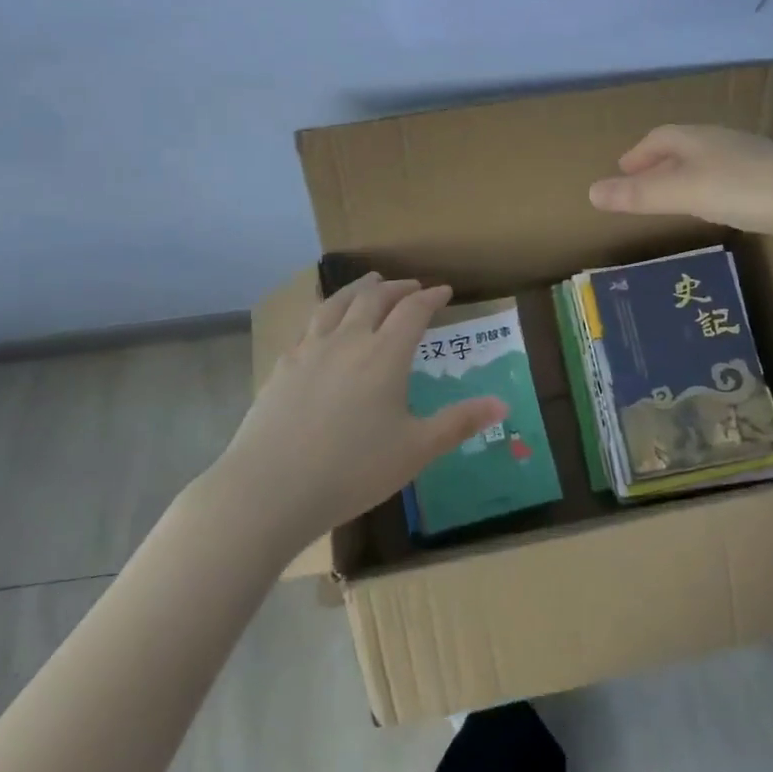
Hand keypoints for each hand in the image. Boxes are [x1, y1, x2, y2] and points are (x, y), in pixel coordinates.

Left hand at [215, 273, 507, 549]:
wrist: (269, 488)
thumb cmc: (352, 470)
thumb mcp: (416, 450)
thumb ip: (459, 423)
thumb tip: (503, 403)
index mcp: (385, 355)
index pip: (413, 311)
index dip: (431, 297)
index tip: (445, 290)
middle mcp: (348, 340)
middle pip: (374, 299)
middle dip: (397, 287)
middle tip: (411, 284)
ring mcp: (310, 350)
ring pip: (337, 303)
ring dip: (358, 288)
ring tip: (369, 283)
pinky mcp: (283, 366)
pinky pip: (309, 324)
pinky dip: (326, 312)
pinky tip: (323, 324)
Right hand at [588, 124, 772, 237]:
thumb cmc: (742, 189)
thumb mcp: (683, 193)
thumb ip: (639, 195)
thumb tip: (590, 192)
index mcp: (696, 139)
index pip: (659, 138)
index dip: (637, 155)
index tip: (622, 171)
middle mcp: (721, 141)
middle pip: (682, 147)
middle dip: (658, 163)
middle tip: (641, 184)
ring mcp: (749, 157)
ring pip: (706, 160)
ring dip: (684, 175)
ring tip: (673, 196)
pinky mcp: (770, 176)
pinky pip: (727, 175)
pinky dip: (709, 186)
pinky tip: (717, 206)